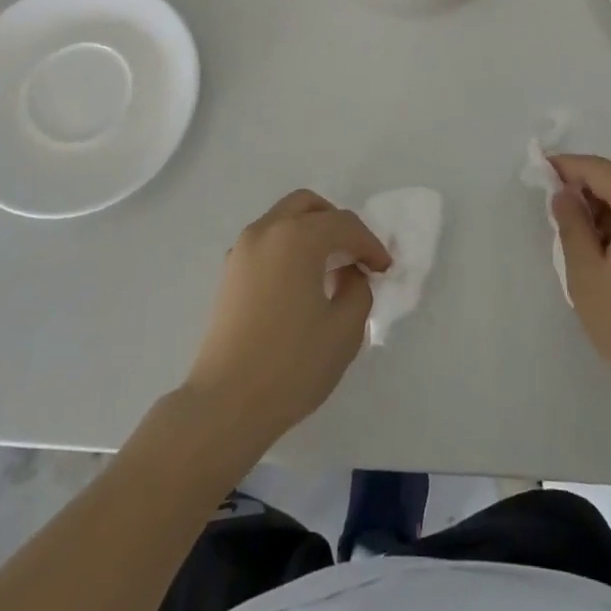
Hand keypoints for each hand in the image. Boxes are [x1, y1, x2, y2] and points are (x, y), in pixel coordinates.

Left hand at [183, 190, 390, 452]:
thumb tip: (349, 274)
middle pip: (308, 206)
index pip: (344, 225)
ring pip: (283, 219)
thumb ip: (358, 290)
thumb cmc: (291, 365)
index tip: (384, 269)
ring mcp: (242, 250)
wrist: (226, 404)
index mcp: (297, 237)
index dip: (370, 244)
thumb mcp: (344, 330)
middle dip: (337, 224)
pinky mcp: (229, 272)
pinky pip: (266, 241)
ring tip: (329, 269)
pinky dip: (288, 247)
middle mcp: (266, 231)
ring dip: (310, 232)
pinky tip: (300, 282)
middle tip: (355, 256)